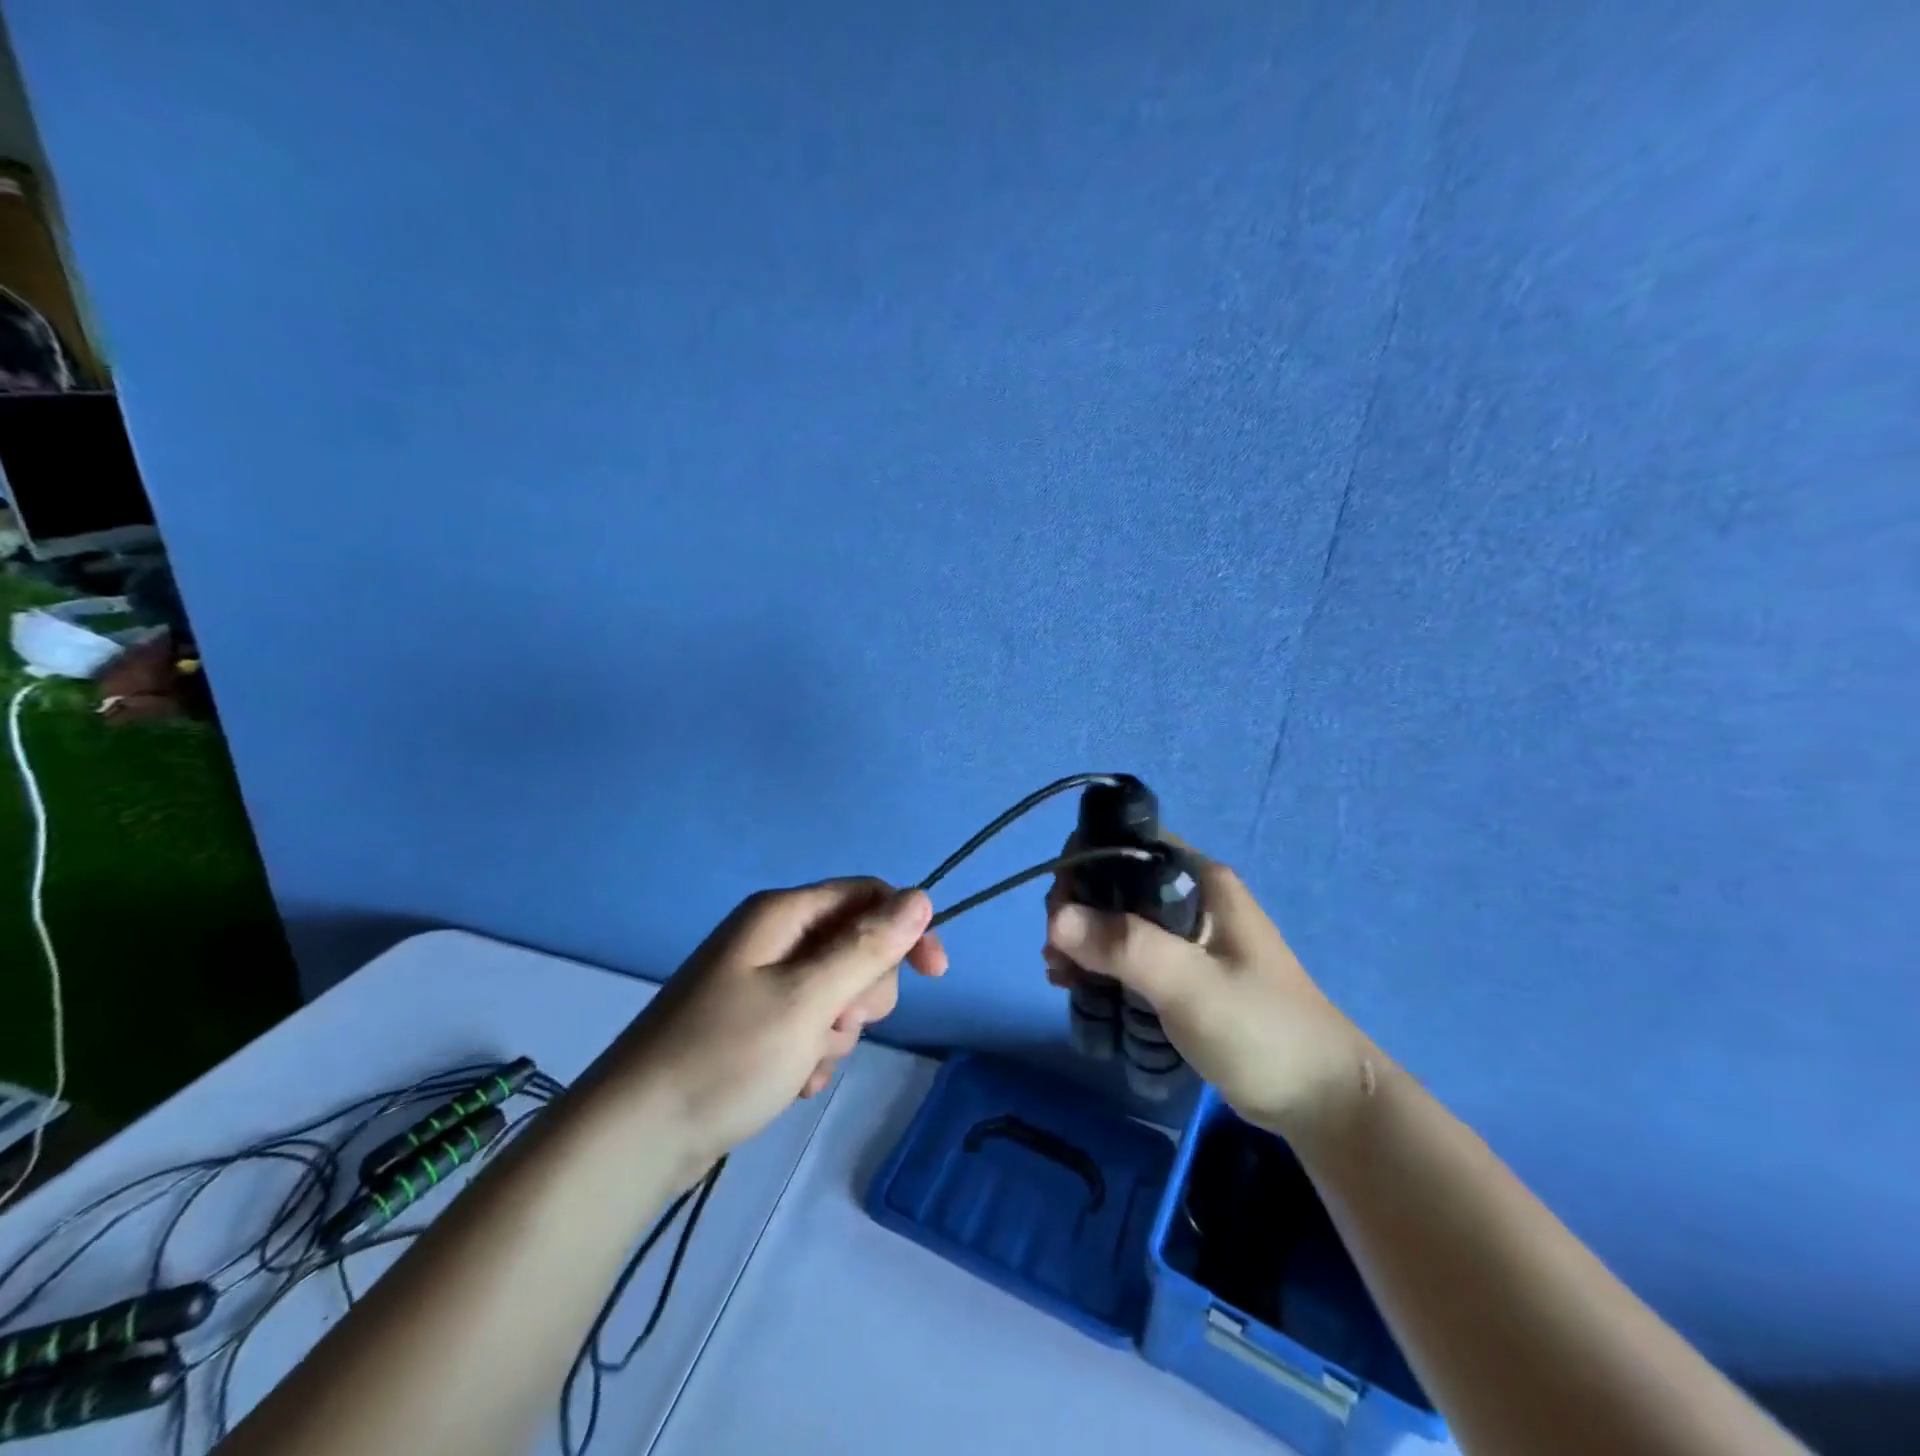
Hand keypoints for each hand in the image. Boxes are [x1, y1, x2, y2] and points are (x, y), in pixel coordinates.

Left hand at [604, 879, 945, 1176]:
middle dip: (861, 991)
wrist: (633, 1140)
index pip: (866, 896)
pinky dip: (812, 1051)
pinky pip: (809, 1024)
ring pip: (836, 991)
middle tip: (835, 1025)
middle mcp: (771, 939)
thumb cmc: (725, 1058)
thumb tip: (921, 897)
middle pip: (854, 945)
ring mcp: (759, 983)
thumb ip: (868, 947)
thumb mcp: (808, 1000)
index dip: (906, 928)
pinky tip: (790, 1081)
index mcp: (781, 915)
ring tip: (802, 1061)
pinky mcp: (753, 1024)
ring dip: (835, 1030)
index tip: (935, 974)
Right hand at [1044, 846, 1376, 1146]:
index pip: (1128, 845)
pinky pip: (1130, 954)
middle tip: (1054, 953)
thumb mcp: (1191, 985)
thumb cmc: (1262, 1031)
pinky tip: (1077, 987)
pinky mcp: (1184, 973)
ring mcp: (1188, 938)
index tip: (1059, 909)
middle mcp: (1192, 899)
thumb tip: (1055, 918)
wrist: (1323, 1101)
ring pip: (1119, 921)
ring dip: (1084, 941)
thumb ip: (1126, 946)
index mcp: (1201, 881)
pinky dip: (1101, 965)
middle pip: (1116, 884)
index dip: (1085, 866)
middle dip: (1077, 910)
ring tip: (1059, 975)